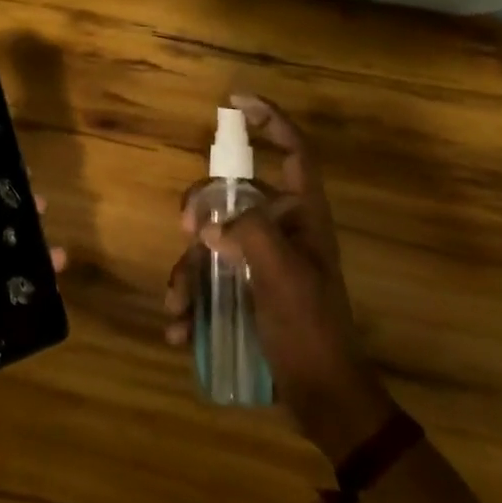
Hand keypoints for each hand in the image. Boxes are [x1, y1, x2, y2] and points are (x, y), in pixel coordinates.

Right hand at [163, 94, 397, 463]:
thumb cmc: (311, 330)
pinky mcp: (247, 291)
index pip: (294, 151)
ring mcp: (262, 262)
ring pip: (212, 242)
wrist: (324, 398)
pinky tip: (182, 331)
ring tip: (177, 308)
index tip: (234, 103)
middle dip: (201, 210)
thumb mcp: (284, 276)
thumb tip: (209, 223)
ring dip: (188, 272)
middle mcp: (282, 231)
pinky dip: (192, 301)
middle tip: (185, 232)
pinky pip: (210, 280)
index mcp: (304, 216)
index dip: (270, 120)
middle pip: (232, 194)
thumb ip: (249, 235)